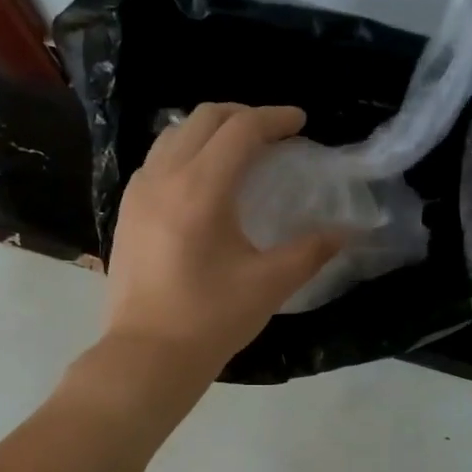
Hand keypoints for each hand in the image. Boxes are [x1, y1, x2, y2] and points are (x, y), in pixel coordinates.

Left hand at [99, 103, 345, 393]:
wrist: (146, 356)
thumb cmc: (209, 320)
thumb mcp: (269, 285)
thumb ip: (310, 251)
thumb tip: (346, 232)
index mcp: (200, 190)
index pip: (240, 130)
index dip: (273, 119)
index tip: (299, 123)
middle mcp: (163, 179)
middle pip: (202, 120)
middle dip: (241, 115)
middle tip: (271, 133)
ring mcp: (137, 195)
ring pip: (172, 137)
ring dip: (207, 131)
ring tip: (235, 152)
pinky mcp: (125, 214)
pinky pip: (155, 163)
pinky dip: (181, 154)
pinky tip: (198, 182)